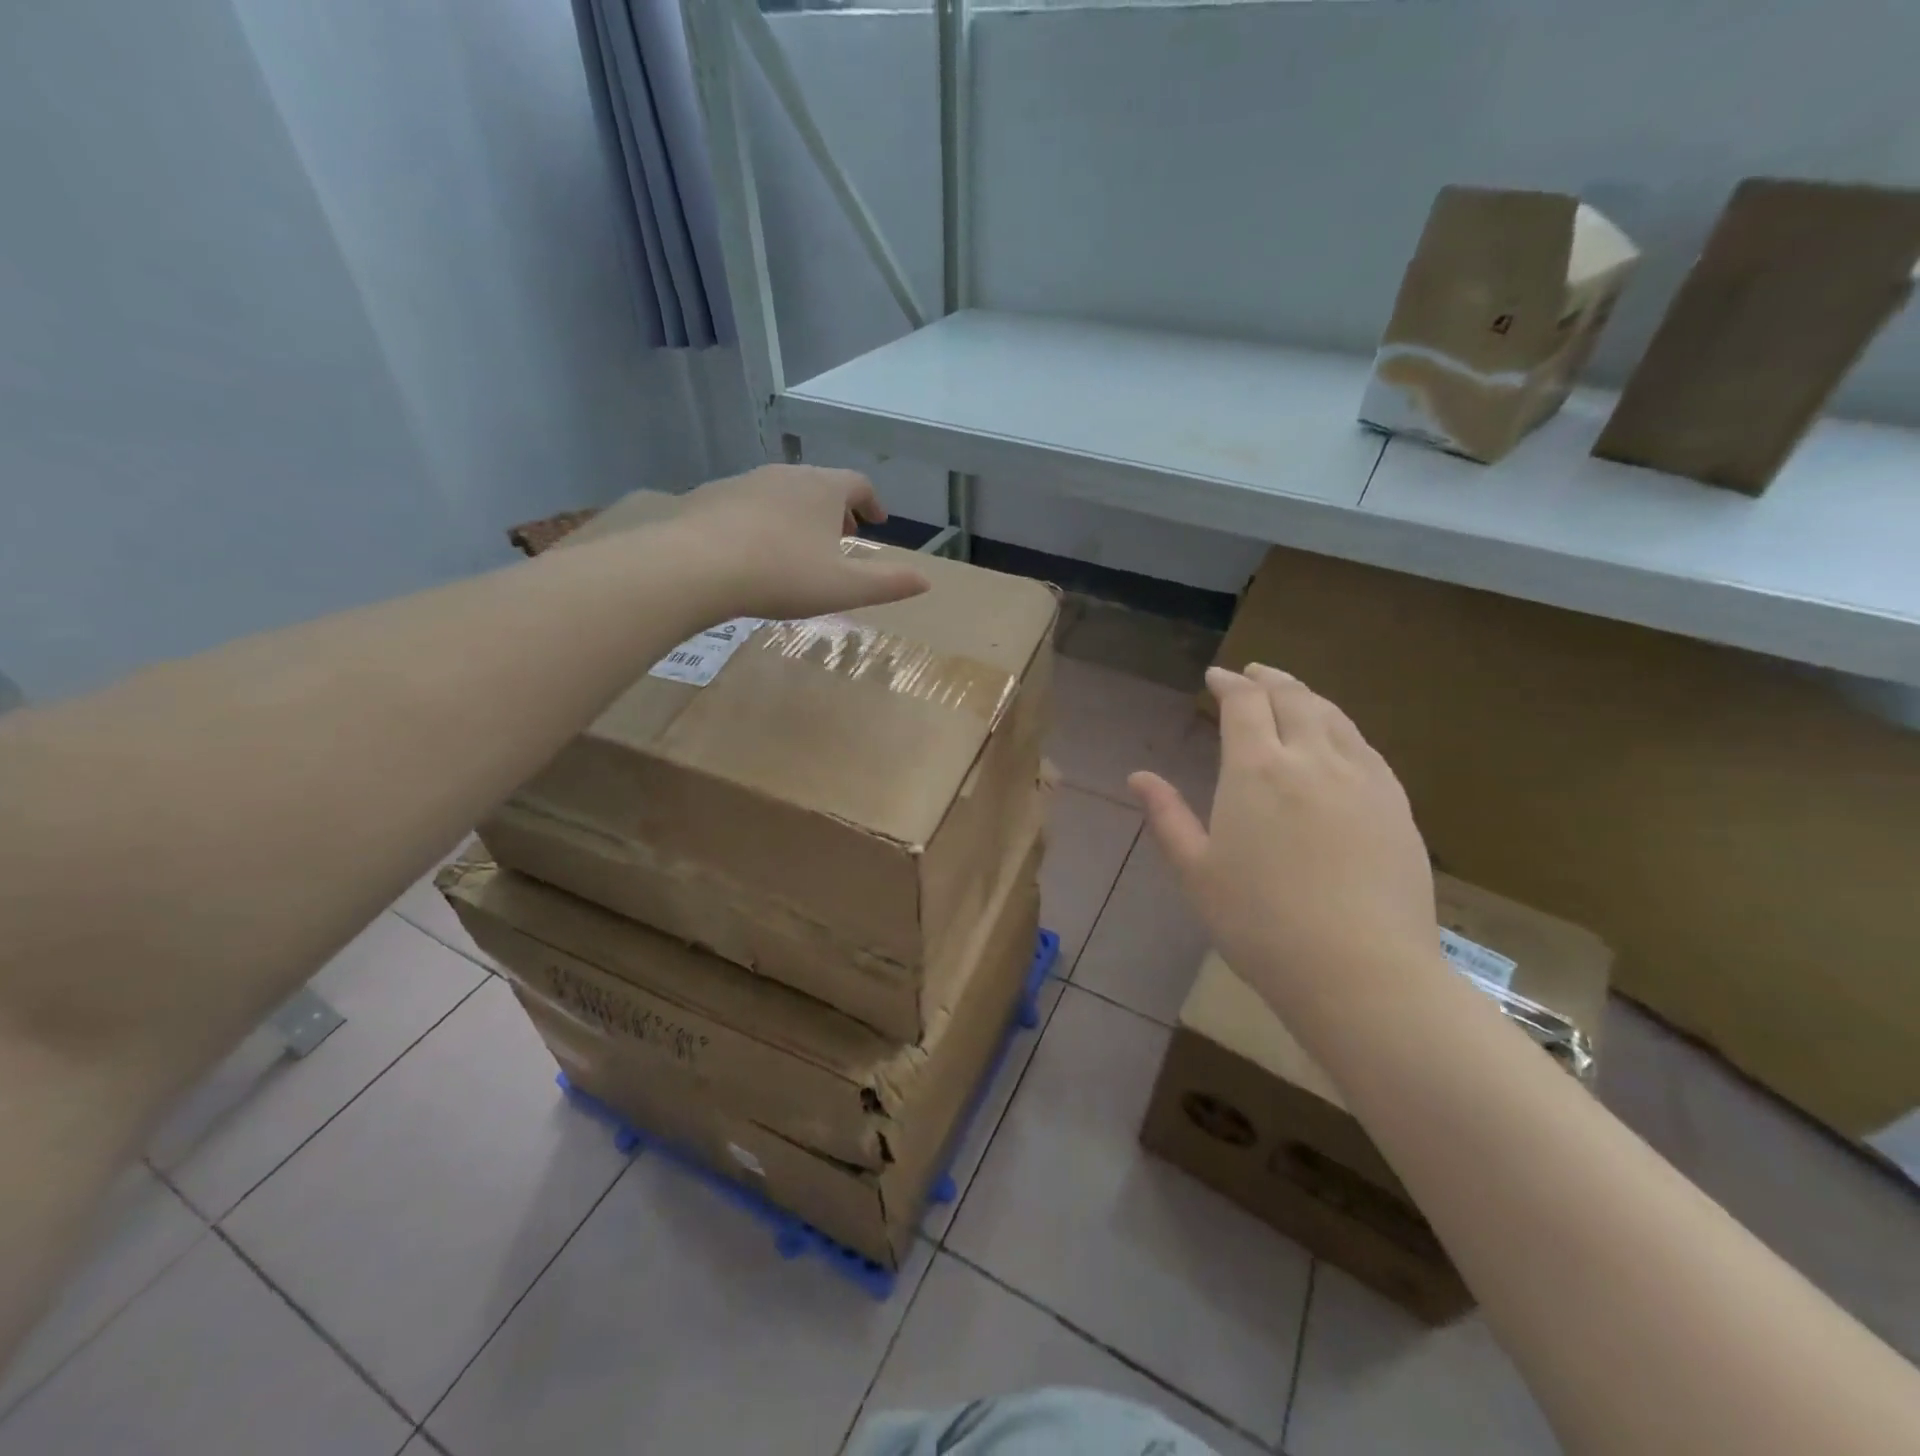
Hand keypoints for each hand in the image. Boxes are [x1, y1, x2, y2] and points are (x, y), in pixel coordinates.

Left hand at [665, 465, 929, 619]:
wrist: (697, 566)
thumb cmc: (783, 575)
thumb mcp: (844, 588)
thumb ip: (888, 583)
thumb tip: (927, 581)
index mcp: (824, 489)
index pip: (858, 484)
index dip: (871, 502)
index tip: (876, 521)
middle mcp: (787, 474)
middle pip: (821, 484)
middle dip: (836, 508)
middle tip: (841, 535)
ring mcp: (746, 481)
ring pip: (783, 492)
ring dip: (799, 513)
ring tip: (799, 544)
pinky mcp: (711, 496)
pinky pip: (748, 503)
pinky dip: (763, 519)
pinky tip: (754, 548)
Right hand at [1129, 664, 1437, 997]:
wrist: (1362, 972)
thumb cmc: (1260, 924)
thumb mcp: (1196, 872)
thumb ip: (1166, 817)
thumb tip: (1138, 776)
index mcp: (1257, 771)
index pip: (1244, 704)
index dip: (1228, 684)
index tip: (1215, 679)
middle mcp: (1312, 759)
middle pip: (1293, 698)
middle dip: (1268, 679)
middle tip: (1252, 673)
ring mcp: (1362, 779)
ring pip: (1334, 716)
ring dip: (1307, 696)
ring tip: (1292, 694)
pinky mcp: (1396, 805)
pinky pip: (1365, 747)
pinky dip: (1342, 728)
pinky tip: (1337, 740)